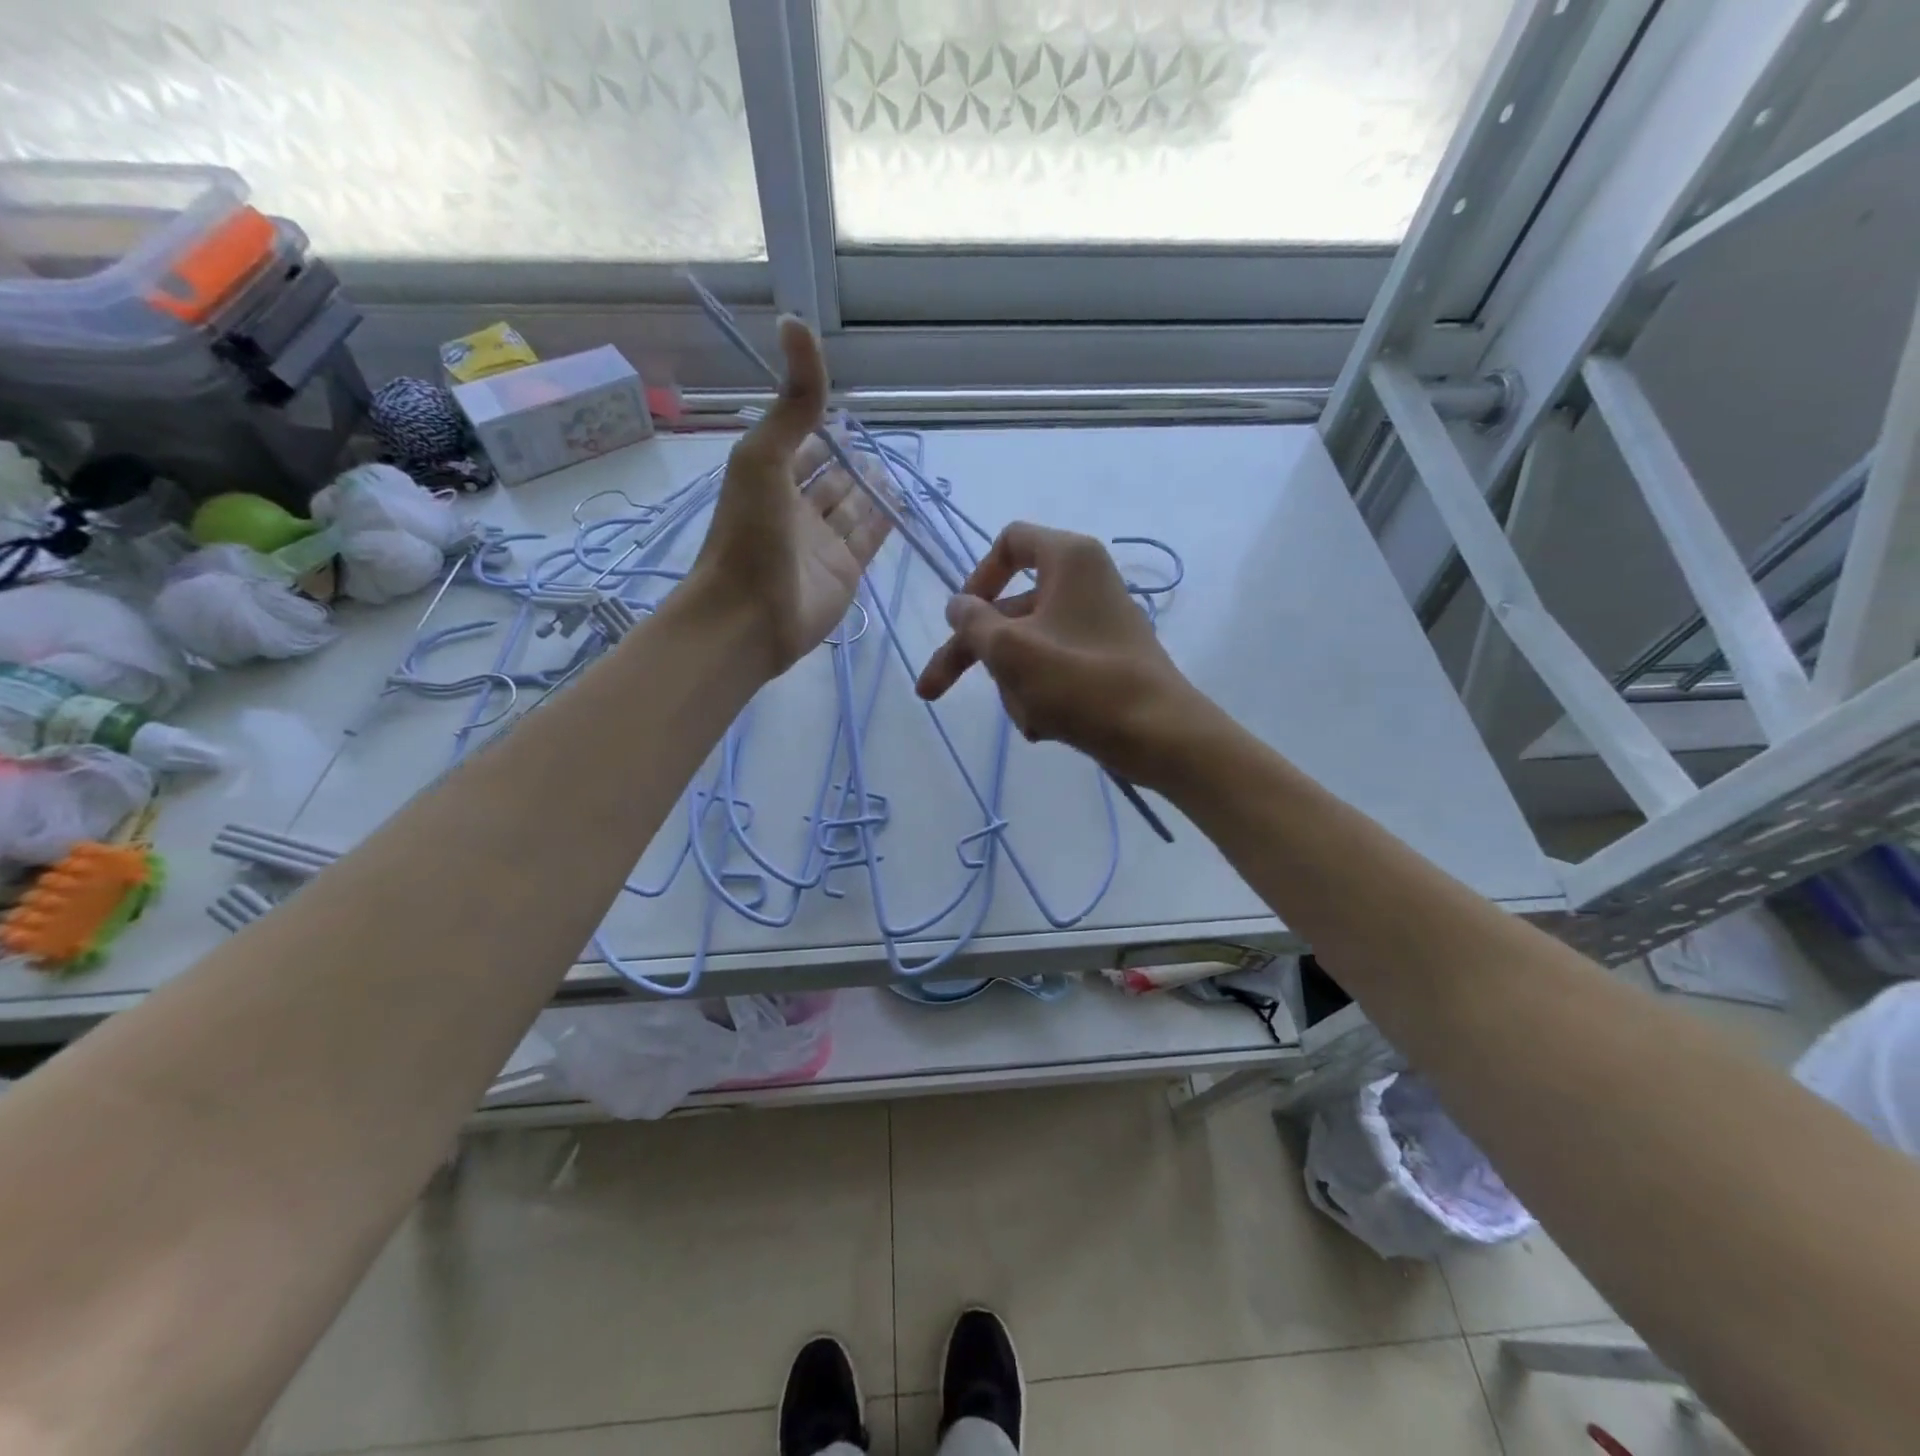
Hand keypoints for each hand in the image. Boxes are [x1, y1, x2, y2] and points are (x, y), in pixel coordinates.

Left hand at [690, 317, 889, 674]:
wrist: (751, 616)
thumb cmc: (750, 534)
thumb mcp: (764, 455)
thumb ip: (792, 399)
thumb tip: (796, 321)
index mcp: (771, 477)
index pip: (801, 443)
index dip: (821, 423)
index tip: (846, 406)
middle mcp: (798, 508)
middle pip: (831, 477)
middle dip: (851, 459)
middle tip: (882, 440)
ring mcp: (824, 543)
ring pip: (853, 507)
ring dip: (871, 488)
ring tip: (896, 468)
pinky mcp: (846, 572)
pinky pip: (869, 538)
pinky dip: (884, 520)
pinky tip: (902, 502)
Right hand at [915, 522, 1200, 782]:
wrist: (1159, 736)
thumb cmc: (1081, 682)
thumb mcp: (1011, 651)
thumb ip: (973, 623)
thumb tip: (958, 606)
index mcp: (1069, 559)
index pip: (1009, 542)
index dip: (977, 578)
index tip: (961, 618)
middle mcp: (1085, 583)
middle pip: (1009, 610)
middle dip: (979, 656)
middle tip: (932, 692)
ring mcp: (1096, 625)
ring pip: (1027, 647)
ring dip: (1014, 684)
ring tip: (1031, 717)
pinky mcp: (1103, 662)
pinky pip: (1053, 670)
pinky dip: (1041, 695)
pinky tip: (1046, 727)